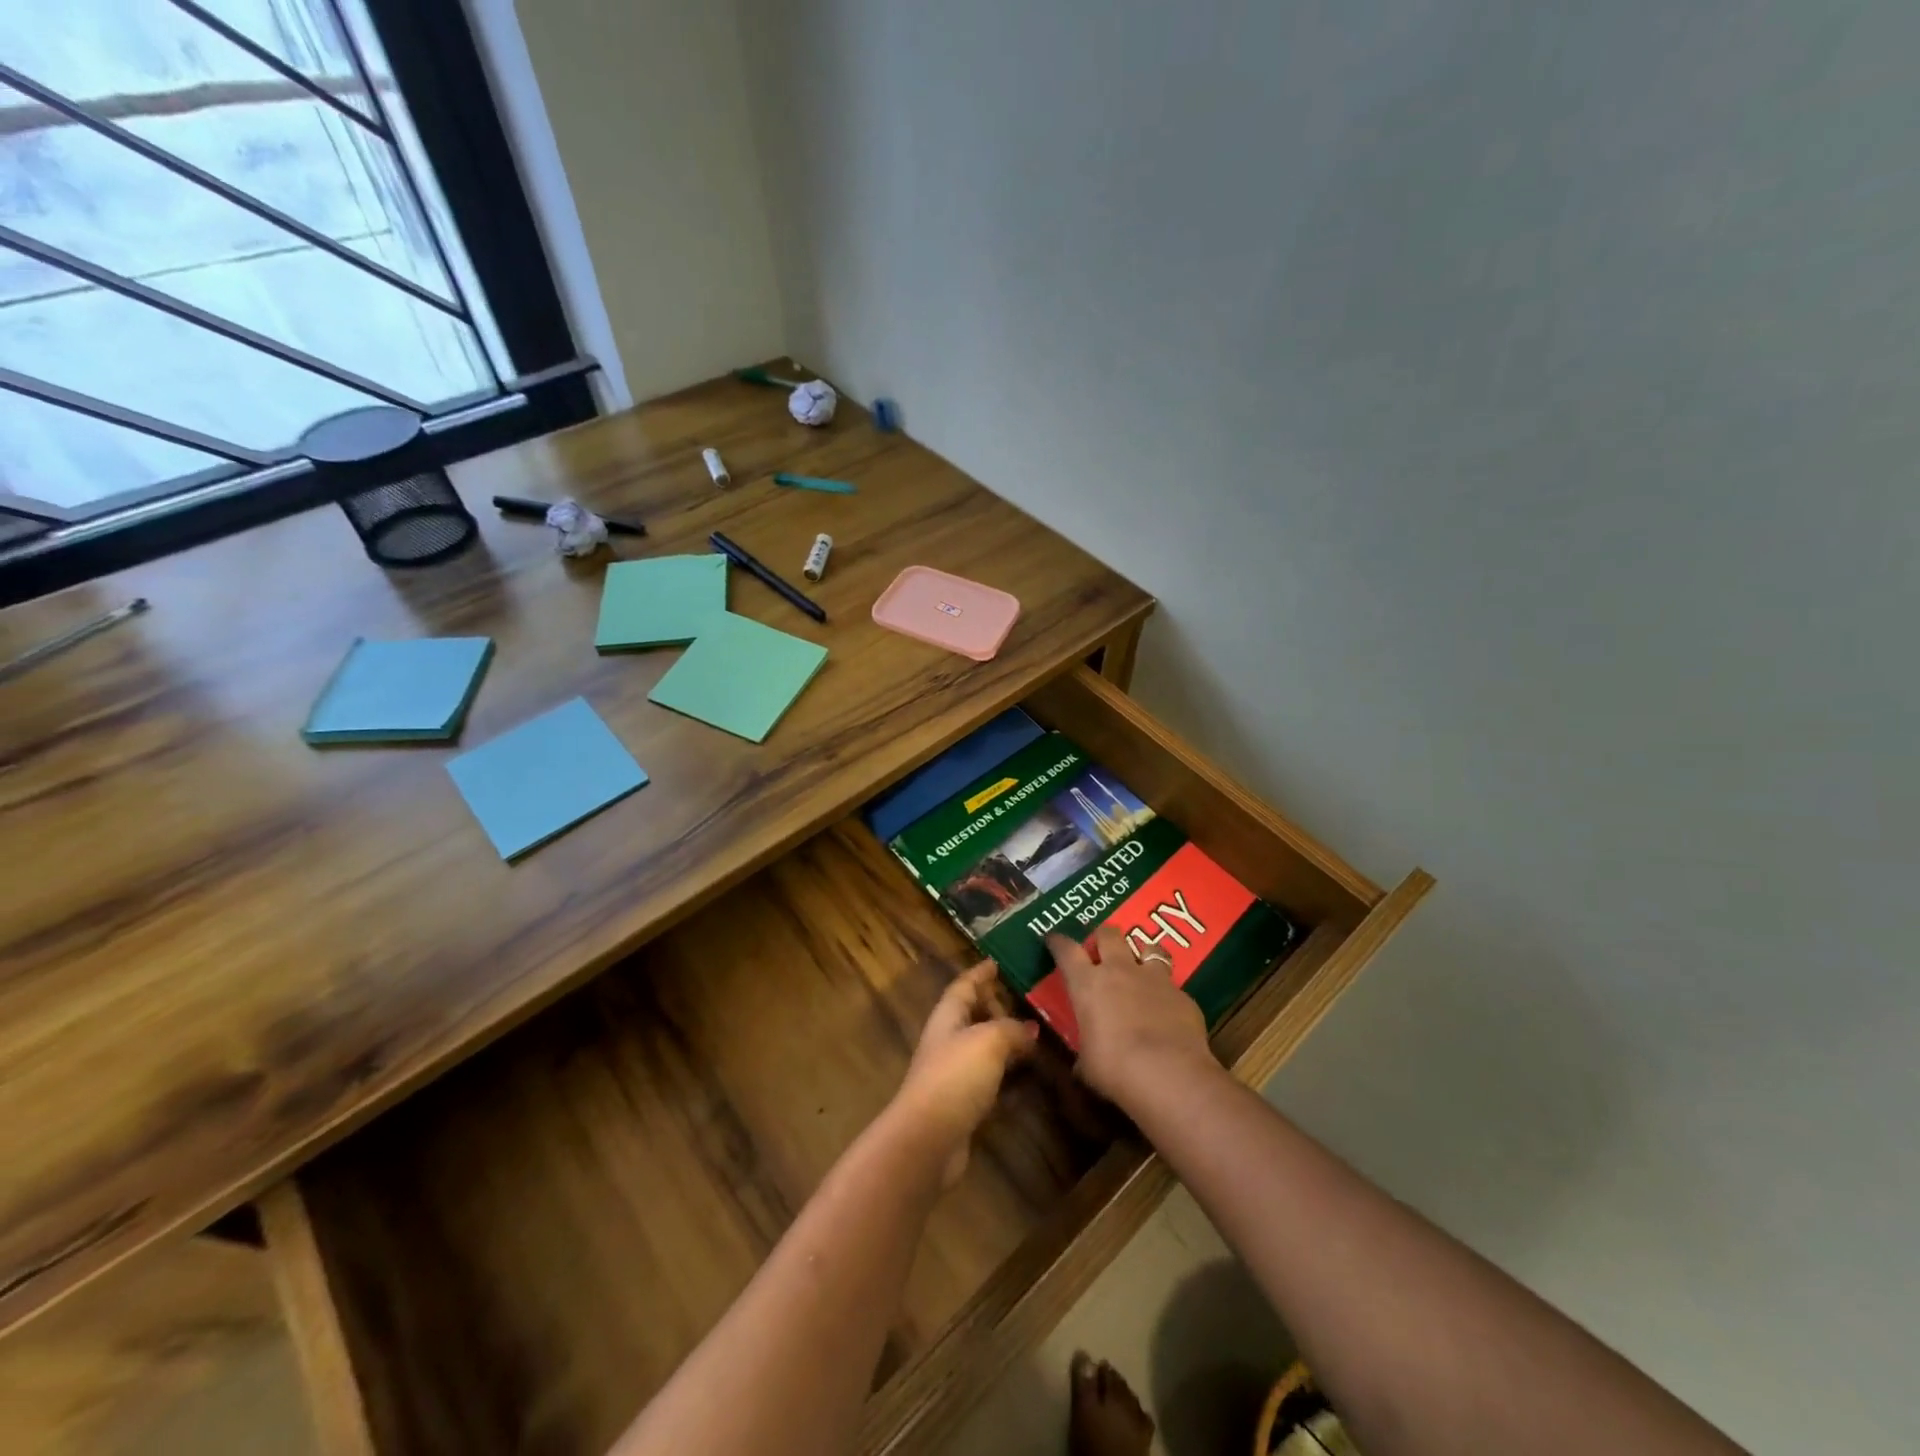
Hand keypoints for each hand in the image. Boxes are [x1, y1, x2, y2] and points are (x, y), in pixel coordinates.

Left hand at [893, 961, 1037, 1186]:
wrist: (929, 1140)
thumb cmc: (955, 1077)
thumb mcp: (989, 1040)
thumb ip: (1011, 1029)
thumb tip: (1030, 1029)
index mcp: (947, 1018)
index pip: (963, 986)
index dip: (979, 973)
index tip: (996, 962)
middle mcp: (948, 1042)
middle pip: (971, 1015)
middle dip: (994, 1006)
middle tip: (1025, 1001)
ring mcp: (953, 1075)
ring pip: (982, 1048)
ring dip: (1004, 1041)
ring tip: (1035, 1035)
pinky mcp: (963, 1105)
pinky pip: (989, 1080)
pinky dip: (1008, 1075)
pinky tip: (1029, 1078)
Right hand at [1046, 924, 1214, 1105]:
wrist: (1171, 1075)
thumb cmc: (1116, 1069)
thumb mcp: (1087, 1064)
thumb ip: (1084, 1053)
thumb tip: (1082, 1064)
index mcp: (1088, 984)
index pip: (1066, 950)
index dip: (1058, 942)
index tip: (1053, 939)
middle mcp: (1120, 971)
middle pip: (1109, 934)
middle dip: (1103, 937)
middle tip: (1101, 949)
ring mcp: (1155, 979)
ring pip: (1149, 948)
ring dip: (1142, 955)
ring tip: (1141, 968)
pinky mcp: (1183, 995)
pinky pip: (1173, 986)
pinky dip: (1167, 995)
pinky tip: (1169, 1012)